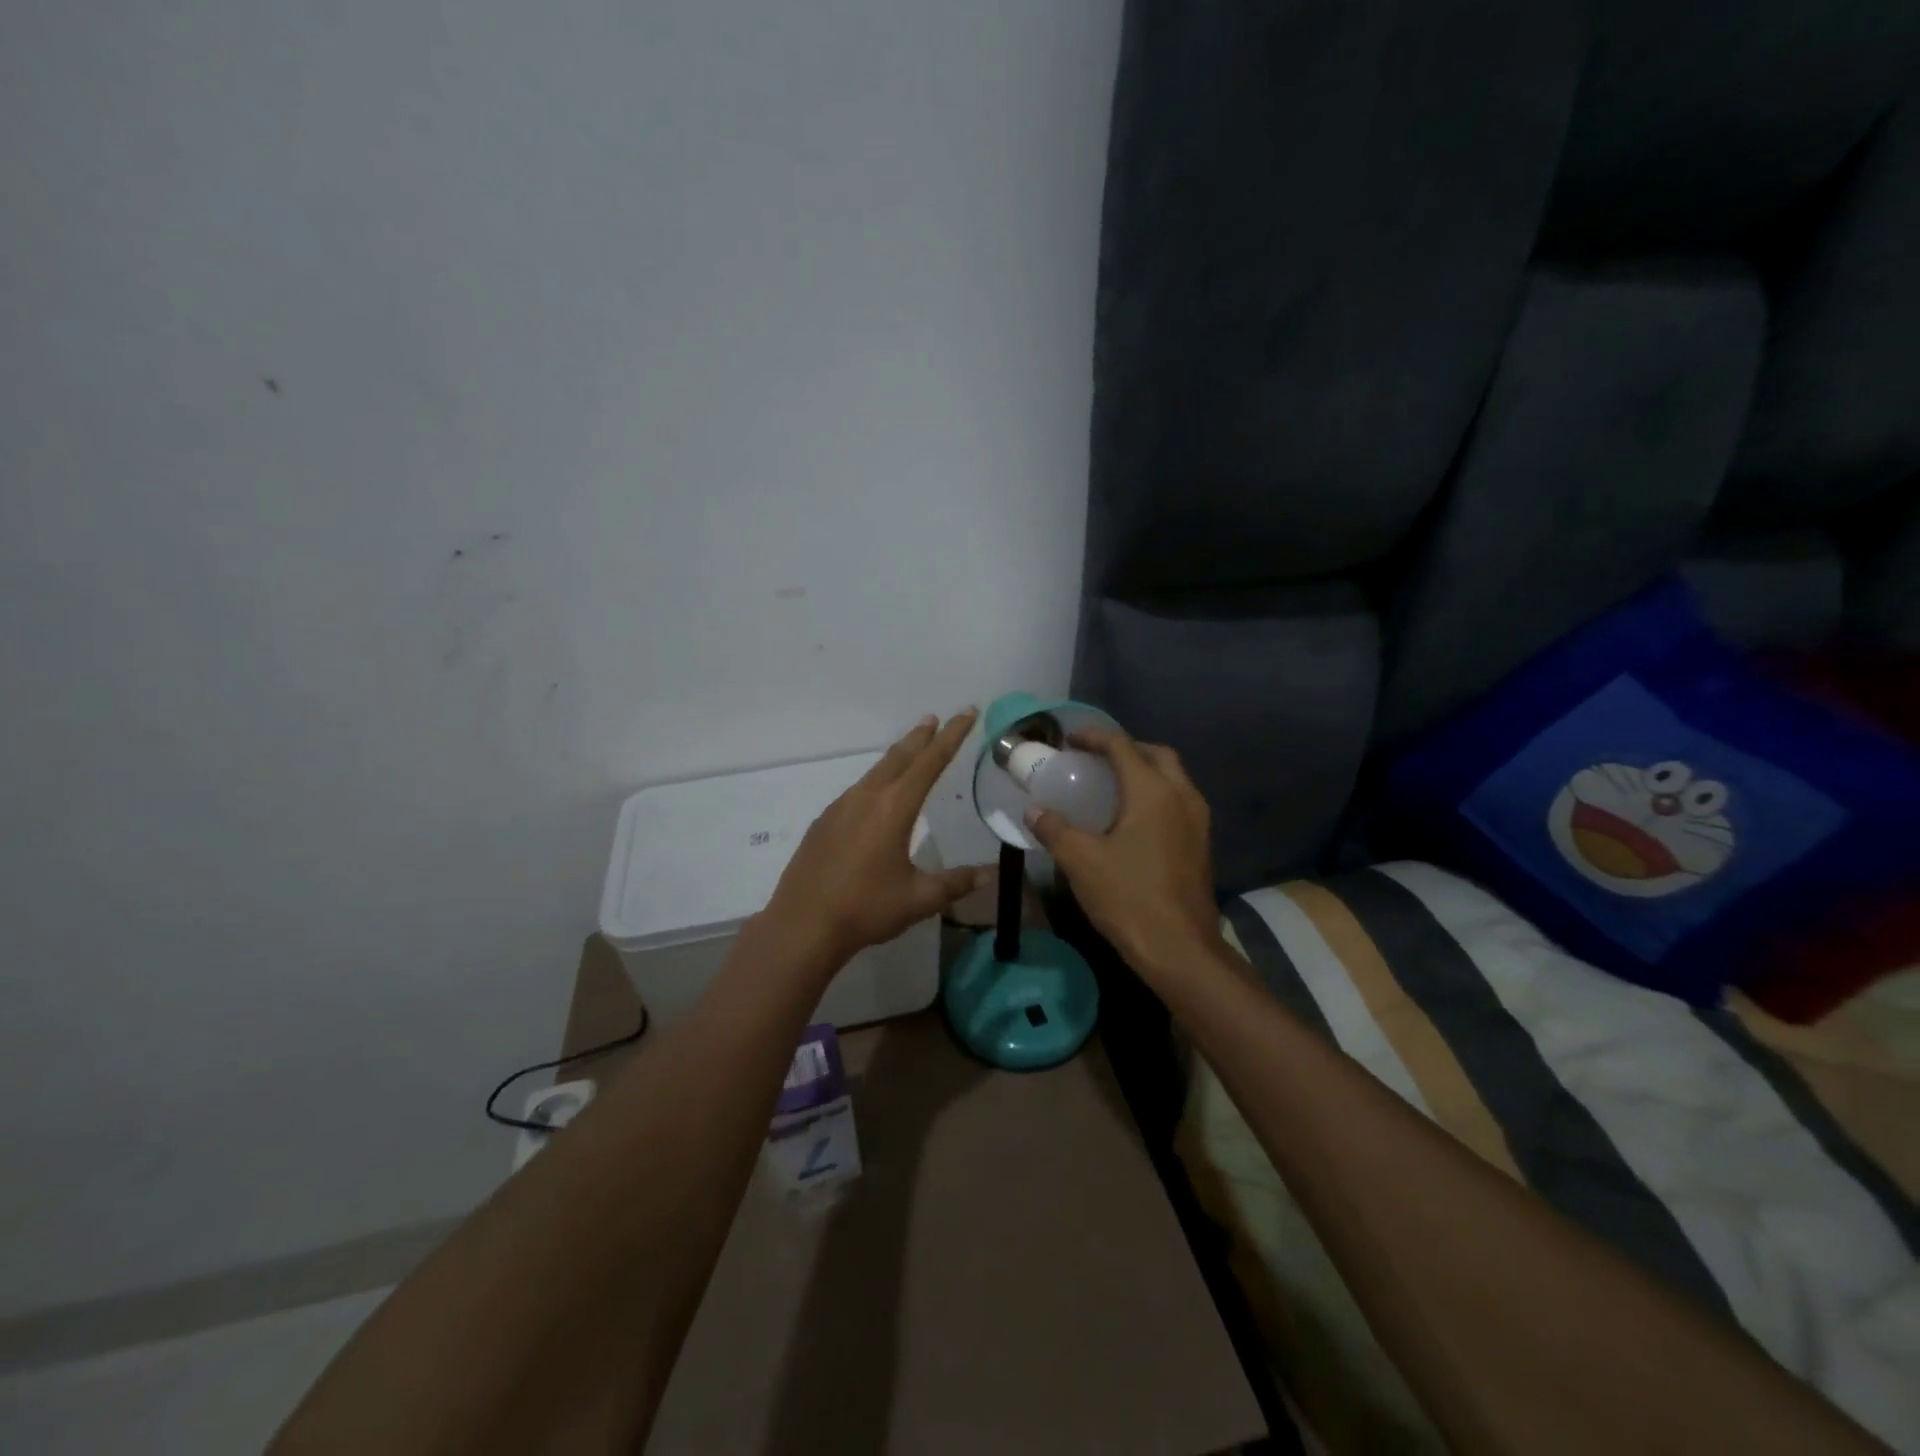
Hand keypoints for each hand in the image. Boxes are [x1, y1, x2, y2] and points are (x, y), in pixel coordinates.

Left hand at [765, 711, 989, 964]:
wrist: (803, 925)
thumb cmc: (866, 909)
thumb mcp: (919, 899)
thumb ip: (955, 883)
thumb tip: (989, 874)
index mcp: (894, 808)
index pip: (930, 762)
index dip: (952, 736)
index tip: (967, 713)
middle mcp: (866, 797)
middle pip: (899, 757)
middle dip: (921, 737)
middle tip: (936, 720)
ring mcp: (840, 807)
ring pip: (875, 772)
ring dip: (897, 757)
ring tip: (911, 750)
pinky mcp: (823, 822)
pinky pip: (857, 790)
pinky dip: (876, 780)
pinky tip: (876, 795)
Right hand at [1025, 728, 1222, 977]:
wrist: (1179, 948)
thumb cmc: (1128, 897)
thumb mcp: (1081, 861)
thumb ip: (1054, 829)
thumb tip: (1033, 810)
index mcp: (1152, 792)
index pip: (1123, 746)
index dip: (1095, 737)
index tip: (1071, 740)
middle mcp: (1182, 796)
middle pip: (1157, 755)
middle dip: (1126, 748)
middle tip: (1096, 759)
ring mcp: (1197, 821)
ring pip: (1173, 778)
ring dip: (1145, 771)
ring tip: (1112, 785)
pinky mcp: (1201, 844)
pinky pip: (1178, 801)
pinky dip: (1156, 795)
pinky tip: (1132, 819)